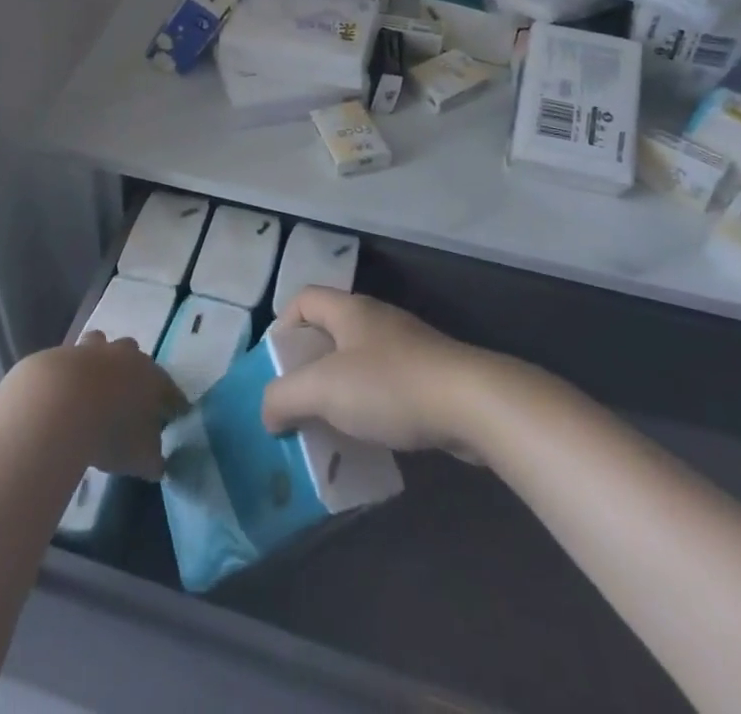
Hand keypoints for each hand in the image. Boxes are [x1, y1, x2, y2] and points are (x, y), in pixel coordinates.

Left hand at [14, 334, 185, 480]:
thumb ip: (153, 460)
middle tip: (130, 398)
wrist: (60, 404)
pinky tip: (67, 390)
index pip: (171, 390)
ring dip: (102, 361)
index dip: (174, 404)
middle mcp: (127, 356)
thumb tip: (157, 463)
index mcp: (152, 377)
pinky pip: (73, 358)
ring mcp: (94, 350)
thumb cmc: (111, 431)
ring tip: (95, 386)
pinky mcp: (65, 352)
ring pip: (103, 346)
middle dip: (135, 374)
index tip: (175, 415)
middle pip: (137, 358)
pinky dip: (73, 371)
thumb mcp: (141, 457)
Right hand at [261, 289, 492, 458]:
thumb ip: (285, 397)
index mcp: (349, 310)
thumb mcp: (324, 390)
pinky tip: (369, 440)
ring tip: (327, 428)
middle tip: (296, 403)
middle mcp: (376, 321)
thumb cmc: (390, 386)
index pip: (303, 299)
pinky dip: (369, 410)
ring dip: (339, 394)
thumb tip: (267, 412)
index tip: (275, 366)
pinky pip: (385, 388)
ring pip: (357, 364)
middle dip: (308, 369)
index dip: (282, 326)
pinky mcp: (429, 378)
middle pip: (329, 334)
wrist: (473, 404)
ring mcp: (406, 348)